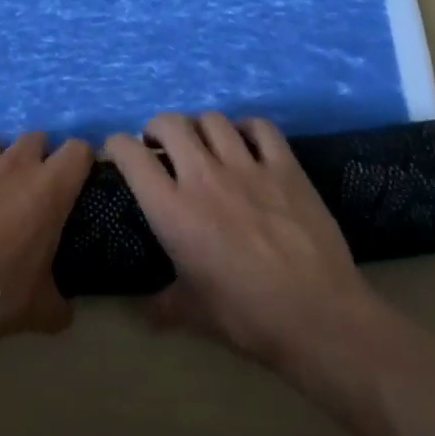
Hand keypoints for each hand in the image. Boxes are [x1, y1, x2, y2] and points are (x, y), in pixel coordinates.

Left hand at [0, 132, 94, 345]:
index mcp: (49, 188)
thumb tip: (65, 314)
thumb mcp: (39, 308)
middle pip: (34, 137)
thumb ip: (58, 303)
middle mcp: (13, 162)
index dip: (77, 161)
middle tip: (25, 187)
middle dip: (34, 156)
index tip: (71, 179)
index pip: (78, 150)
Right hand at [106, 112, 375, 370]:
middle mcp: (204, 177)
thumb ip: (163, 304)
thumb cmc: (247, 317)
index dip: (117, 146)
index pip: (131, 155)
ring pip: (213, 119)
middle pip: (170, 123)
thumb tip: (145, 311)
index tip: (119, 152)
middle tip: (161, 146)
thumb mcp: (192, 314)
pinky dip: (247, 127)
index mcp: (172, 210)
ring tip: (204, 143)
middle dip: (157, 128)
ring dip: (200, 126)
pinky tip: (247, 141)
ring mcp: (248, 167)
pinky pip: (261, 127)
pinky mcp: (286, 167)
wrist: (317, 316)